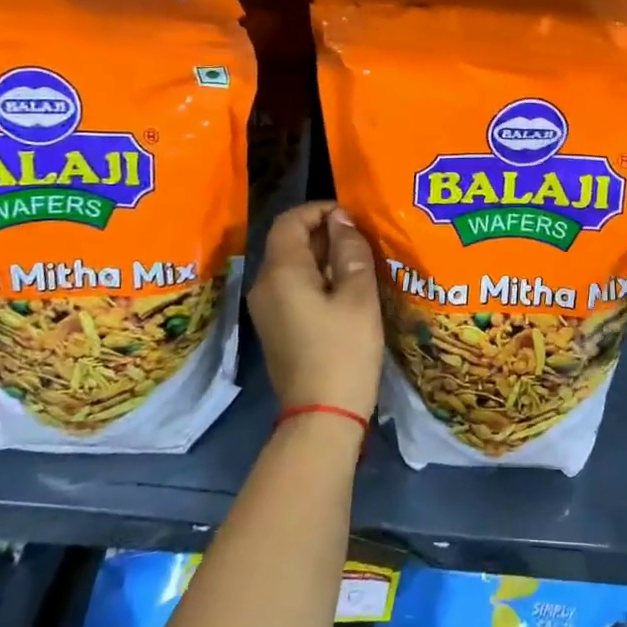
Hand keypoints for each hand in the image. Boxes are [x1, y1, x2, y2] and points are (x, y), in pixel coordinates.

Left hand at [248, 201, 385, 418]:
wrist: (321, 417)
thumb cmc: (344, 352)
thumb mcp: (358, 296)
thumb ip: (351, 251)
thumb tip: (341, 220)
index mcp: (281, 272)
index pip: (291, 221)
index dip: (319, 209)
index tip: (352, 216)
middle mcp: (265, 285)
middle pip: (288, 241)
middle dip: (324, 232)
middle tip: (362, 237)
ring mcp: (266, 308)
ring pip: (291, 264)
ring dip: (322, 255)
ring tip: (359, 260)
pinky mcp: (275, 327)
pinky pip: (291, 286)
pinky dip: (316, 277)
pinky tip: (345, 289)